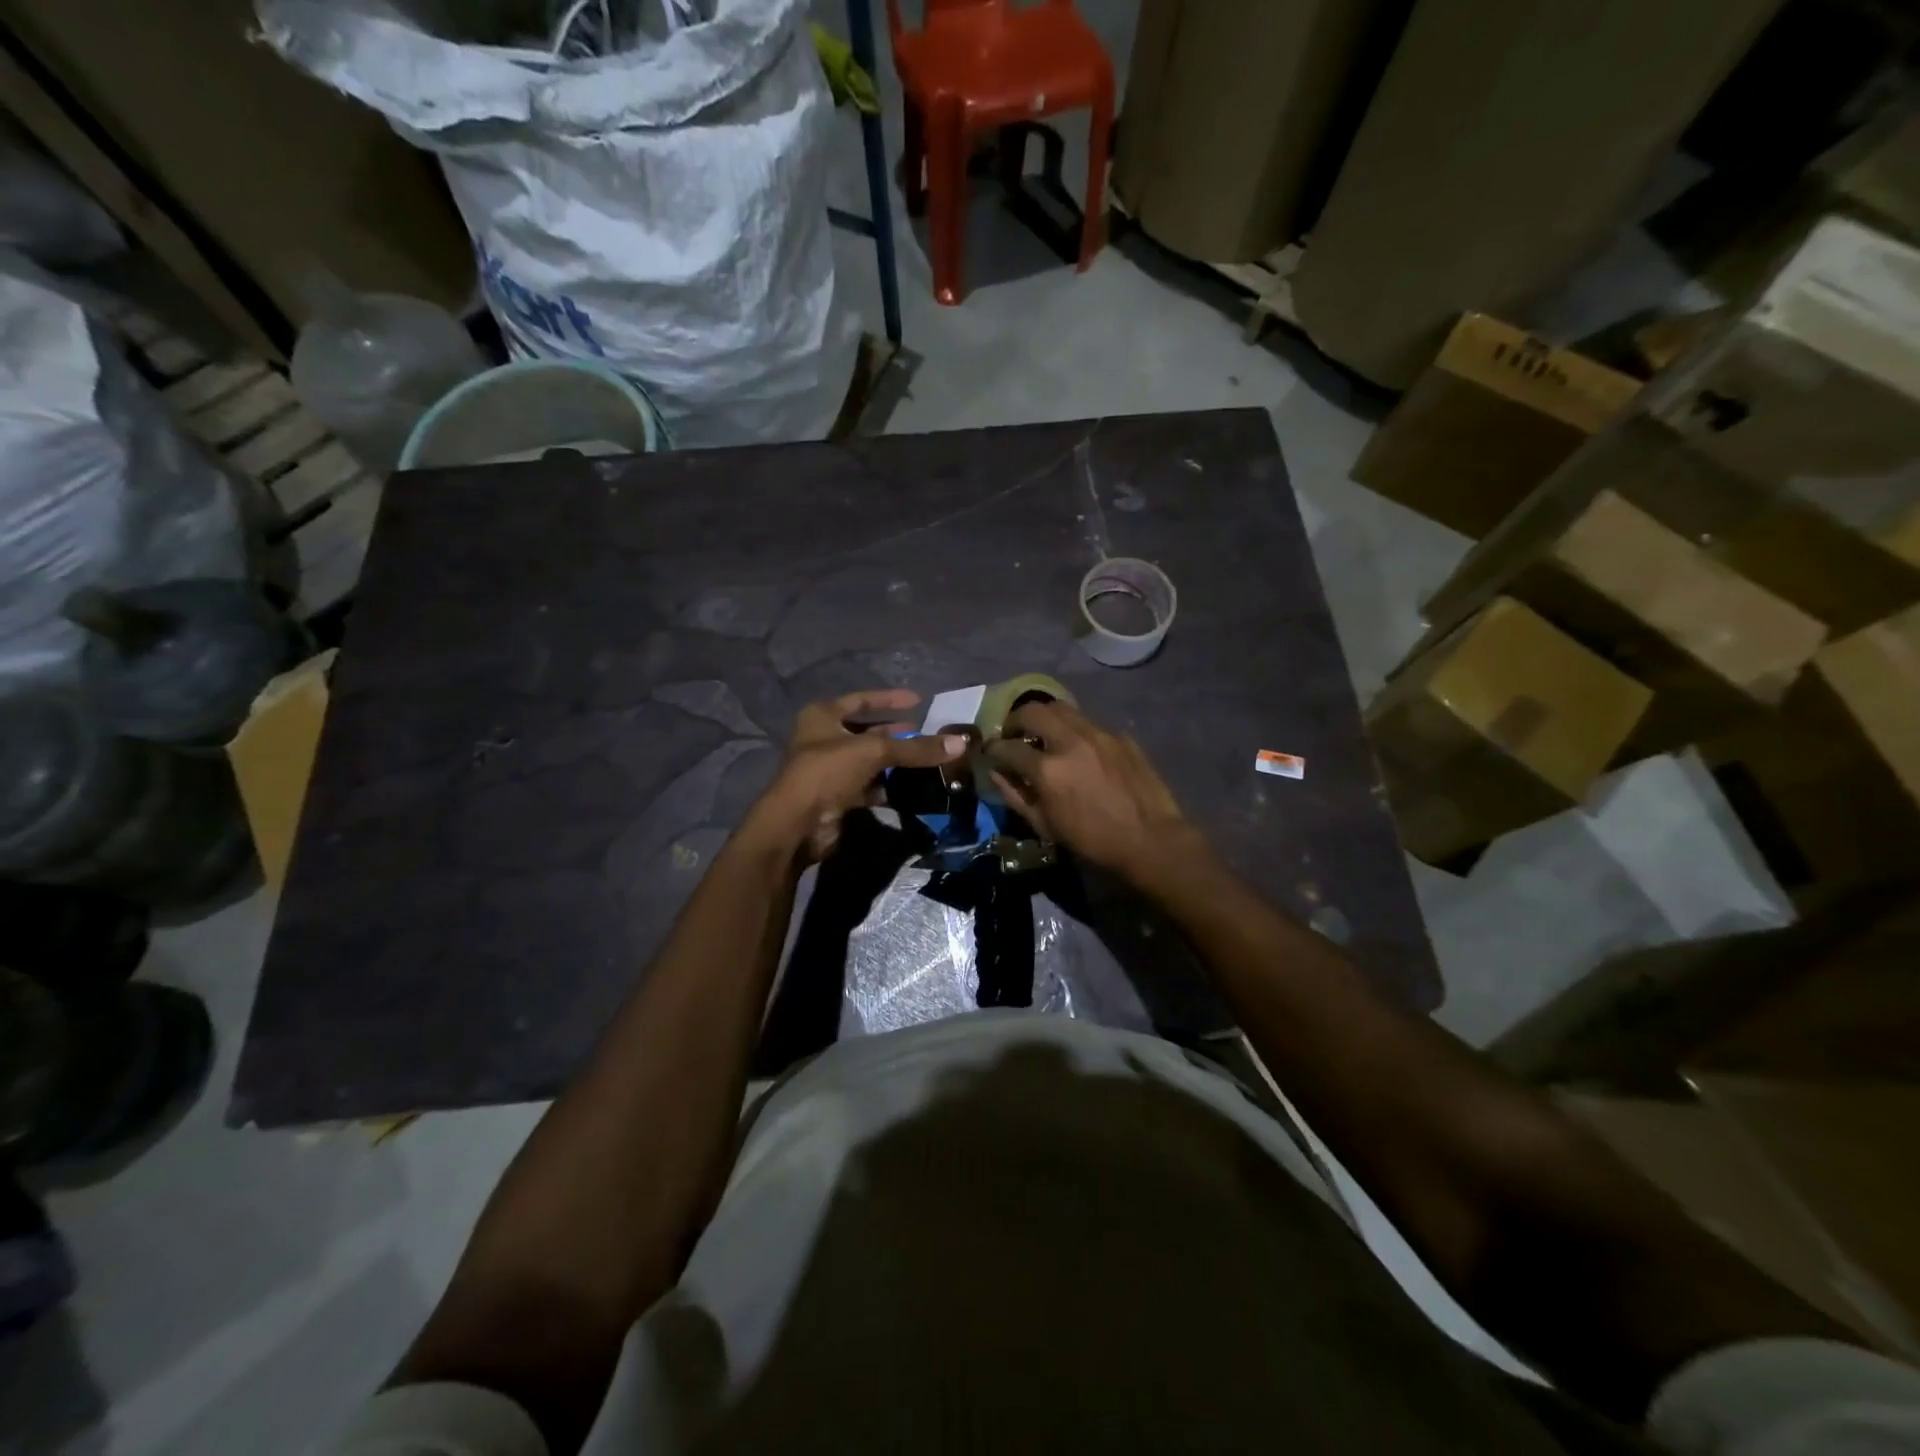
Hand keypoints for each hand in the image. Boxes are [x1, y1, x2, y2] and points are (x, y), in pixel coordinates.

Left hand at [741, 689, 966, 861]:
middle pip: (868, 732)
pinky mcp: (839, 797)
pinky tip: (913, 786)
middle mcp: (824, 739)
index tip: (918, 700)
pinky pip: (870, 786)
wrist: (798, 824)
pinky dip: (889, 786)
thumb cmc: (828, 772)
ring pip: (871, 761)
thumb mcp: (874, 752)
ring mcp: (831, 770)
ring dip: (896, 762)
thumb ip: (916, 749)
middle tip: (928, 735)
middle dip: (897, 734)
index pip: (861, 700)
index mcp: (823, 716)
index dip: (889, 699)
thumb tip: (961, 743)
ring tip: (928, 760)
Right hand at [984, 700, 1196, 882]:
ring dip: (1045, 718)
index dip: (993, 749)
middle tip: (1014, 734)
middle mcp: (1070, 741)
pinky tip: (1079, 749)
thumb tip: (996, 773)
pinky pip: (1088, 722)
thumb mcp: (1045, 825)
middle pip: (1032, 710)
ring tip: (1044, 734)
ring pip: (1061, 707)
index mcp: (1047, 769)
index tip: (991, 753)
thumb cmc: (1092, 840)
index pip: (1007, 746)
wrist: (1150, 839)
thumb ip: (1015, 795)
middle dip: (1015, 719)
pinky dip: (1074, 730)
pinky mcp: (1119, 734)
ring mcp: (1098, 733)